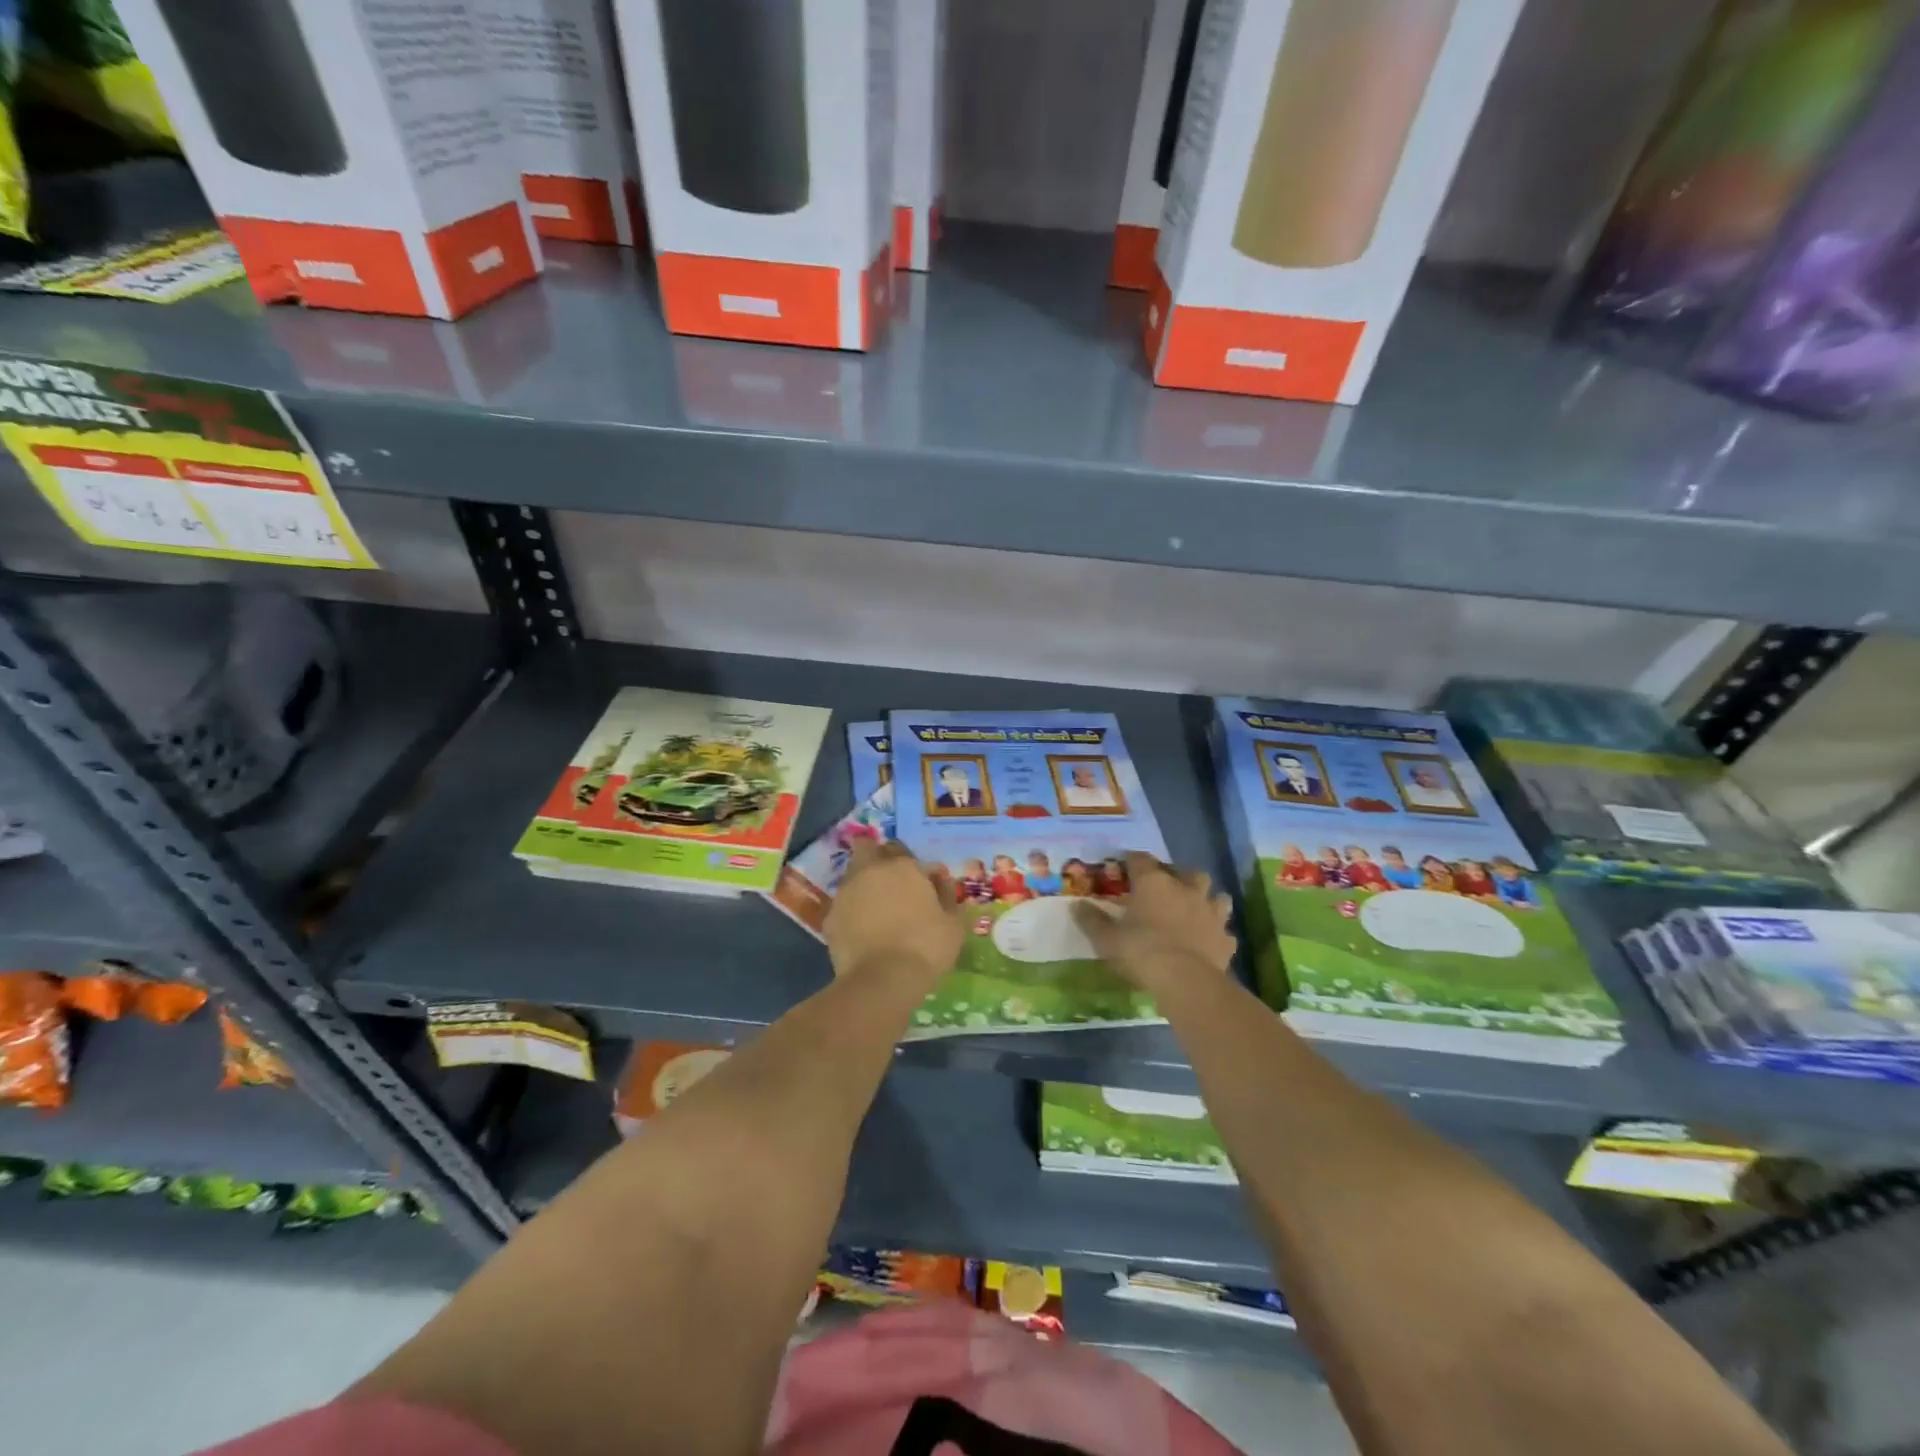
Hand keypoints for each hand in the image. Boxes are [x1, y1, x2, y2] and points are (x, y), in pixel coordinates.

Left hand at [826, 840, 967, 982]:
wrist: (882, 980)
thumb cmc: (926, 948)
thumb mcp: (953, 924)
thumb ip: (947, 896)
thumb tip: (940, 880)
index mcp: (904, 867)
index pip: (906, 852)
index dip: (915, 867)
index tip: (924, 885)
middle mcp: (871, 871)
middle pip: (868, 849)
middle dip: (877, 858)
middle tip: (891, 882)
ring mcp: (847, 892)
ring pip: (853, 876)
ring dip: (863, 885)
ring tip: (876, 909)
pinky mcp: (830, 917)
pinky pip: (843, 905)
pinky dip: (852, 912)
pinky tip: (862, 931)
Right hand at [1073, 852, 1234, 1000]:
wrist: (1184, 980)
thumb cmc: (1140, 951)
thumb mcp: (1106, 938)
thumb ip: (1092, 920)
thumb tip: (1077, 905)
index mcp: (1153, 883)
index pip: (1141, 860)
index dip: (1131, 861)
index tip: (1123, 866)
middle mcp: (1185, 890)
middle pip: (1188, 872)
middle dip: (1179, 876)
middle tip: (1167, 888)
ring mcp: (1210, 913)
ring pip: (1216, 896)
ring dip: (1207, 900)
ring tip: (1195, 910)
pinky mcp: (1225, 939)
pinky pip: (1224, 931)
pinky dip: (1216, 934)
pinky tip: (1208, 942)